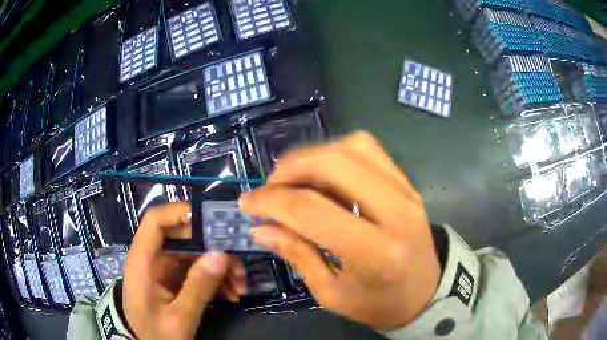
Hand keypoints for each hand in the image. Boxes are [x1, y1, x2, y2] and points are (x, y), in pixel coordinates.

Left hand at [122, 203, 246, 339]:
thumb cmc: (157, 335)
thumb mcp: (179, 319)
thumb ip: (197, 288)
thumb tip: (221, 254)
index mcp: (142, 263)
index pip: (155, 222)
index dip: (179, 212)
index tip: (213, 220)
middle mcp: (152, 260)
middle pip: (183, 238)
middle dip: (214, 249)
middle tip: (239, 267)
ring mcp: (164, 270)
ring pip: (195, 254)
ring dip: (220, 267)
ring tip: (240, 288)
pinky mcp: (174, 280)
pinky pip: (197, 270)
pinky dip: (216, 279)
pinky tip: (231, 295)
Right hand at [239, 131, 439, 329]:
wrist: (425, 292)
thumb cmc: (378, 303)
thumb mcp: (331, 294)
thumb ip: (297, 255)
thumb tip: (260, 227)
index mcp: (375, 253)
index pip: (312, 210)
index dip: (272, 201)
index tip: (247, 203)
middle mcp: (396, 212)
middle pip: (334, 164)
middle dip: (291, 169)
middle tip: (270, 187)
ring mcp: (406, 192)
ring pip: (353, 147)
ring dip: (314, 155)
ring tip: (293, 178)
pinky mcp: (408, 184)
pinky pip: (369, 150)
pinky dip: (338, 152)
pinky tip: (323, 172)